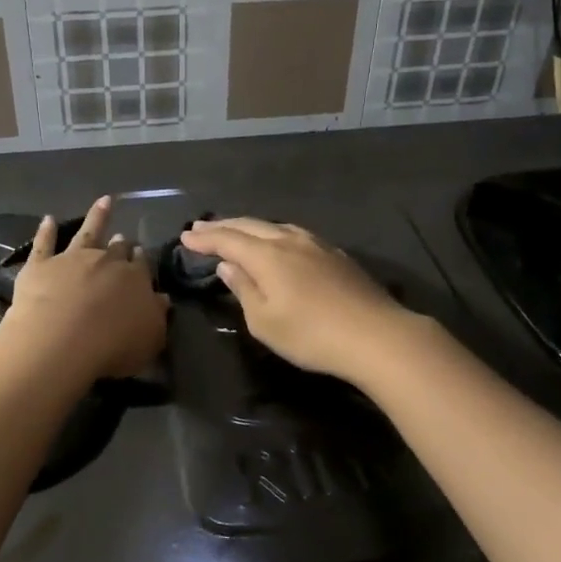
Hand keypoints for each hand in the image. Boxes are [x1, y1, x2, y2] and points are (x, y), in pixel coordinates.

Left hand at [0, 196, 167, 381]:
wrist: (63, 340)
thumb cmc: (113, 345)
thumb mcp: (150, 338)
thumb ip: (156, 316)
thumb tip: (161, 298)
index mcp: (135, 278)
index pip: (141, 265)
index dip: (141, 260)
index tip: (140, 254)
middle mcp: (106, 262)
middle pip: (116, 249)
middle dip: (121, 244)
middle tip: (123, 238)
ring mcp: (72, 259)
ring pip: (87, 233)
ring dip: (96, 217)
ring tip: (104, 202)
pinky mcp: (41, 266)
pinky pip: (44, 243)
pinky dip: (47, 230)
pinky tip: (48, 219)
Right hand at [179, 218, 416, 382]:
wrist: (376, 335)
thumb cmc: (311, 335)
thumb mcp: (264, 321)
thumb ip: (243, 289)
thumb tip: (227, 266)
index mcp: (267, 256)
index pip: (227, 240)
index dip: (205, 238)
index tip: (185, 236)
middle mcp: (289, 241)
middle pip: (250, 226)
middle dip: (223, 226)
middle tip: (201, 228)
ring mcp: (316, 245)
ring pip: (275, 226)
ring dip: (249, 227)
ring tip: (235, 231)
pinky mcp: (336, 255)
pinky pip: (294, 234)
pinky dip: (274, 234)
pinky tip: (277, 241)